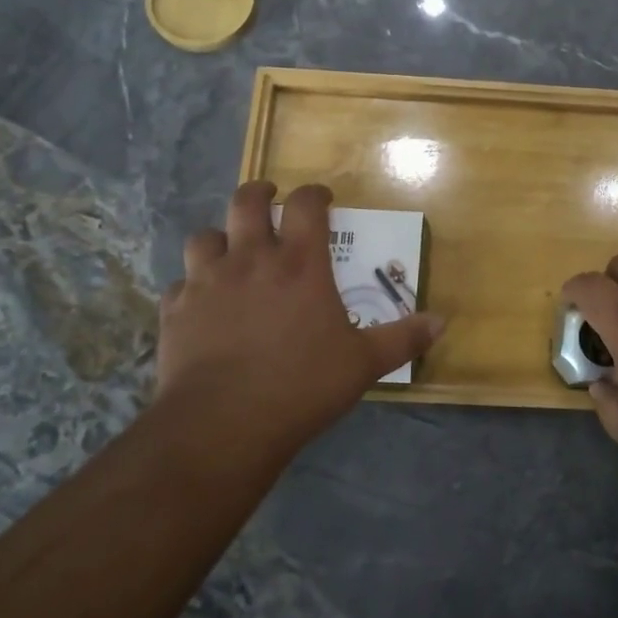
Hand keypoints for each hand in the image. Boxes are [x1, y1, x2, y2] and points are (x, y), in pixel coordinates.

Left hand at [156, 182, 443, 453]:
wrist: (222, 424)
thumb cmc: (301, 385)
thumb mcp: (362, 363)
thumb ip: (402, 338)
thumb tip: (442, 322)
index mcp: (300, 263)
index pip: (305, 205)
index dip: (314, 194)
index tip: (322, 200)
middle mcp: (251, 259)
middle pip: (245, 202)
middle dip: (258, 193)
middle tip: (268, 200)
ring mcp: (207, 282)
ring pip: (204, 237)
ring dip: (219, 238)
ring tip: (229, 251)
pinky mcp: (175, 311)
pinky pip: (179, 285)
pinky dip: (191, 287)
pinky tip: (200, 304)